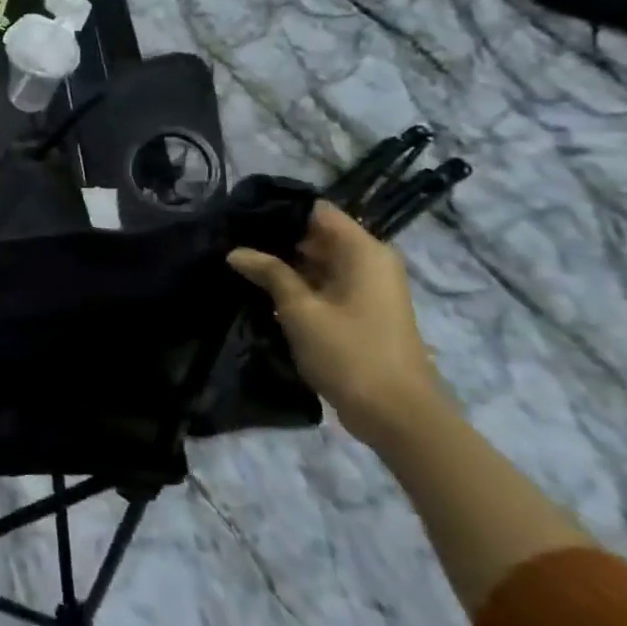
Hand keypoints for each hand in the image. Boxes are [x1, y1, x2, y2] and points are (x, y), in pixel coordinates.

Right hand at [227, 200, 452, 451]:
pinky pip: (323, 284)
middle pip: (316, 235)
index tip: (240, 214)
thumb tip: (235, 251)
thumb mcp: (300, 310)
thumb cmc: (349, 353)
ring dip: (283, 263)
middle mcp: (369, 262)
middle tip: (229, 239)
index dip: (280, 210)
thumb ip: (269, 273)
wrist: (397, 415)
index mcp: (363, 252)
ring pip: (317, 261)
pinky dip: (296, 283)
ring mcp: (366, 288)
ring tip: (237, 261)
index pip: (317, 211)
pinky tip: (260, 288)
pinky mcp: (359, 311)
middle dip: (275, 237)